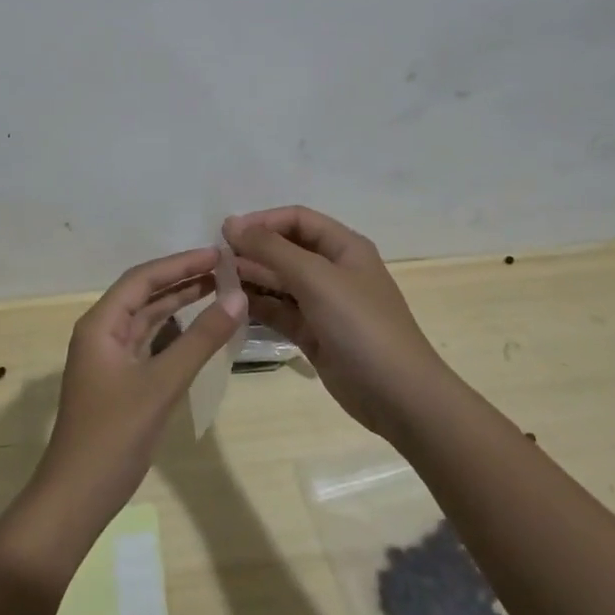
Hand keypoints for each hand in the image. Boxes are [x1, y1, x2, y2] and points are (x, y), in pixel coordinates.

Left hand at [34, 247, 244, 527]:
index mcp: (100, 324)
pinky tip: (199, 329)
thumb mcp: (162, 384)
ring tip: (219, 290)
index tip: (217, 253)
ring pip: (148, 319)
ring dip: (179, 304)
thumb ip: (200, 340)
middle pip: (144, 294)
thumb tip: (237, 298)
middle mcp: (102, 333)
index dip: (180, 263)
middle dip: (182, 279)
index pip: (142, 279)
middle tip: (225, 269)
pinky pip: (149, 343)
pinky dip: (175, 333)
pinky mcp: (120, 380)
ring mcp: (109, 358)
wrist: (78, 494)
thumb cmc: (115, 434)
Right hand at [224, 206, 449, 439]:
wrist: (398, 395)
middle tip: (215, 264)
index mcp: (343, 247)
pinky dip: (258, 307)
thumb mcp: (316, 278)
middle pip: (285, 249)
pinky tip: (232, 307)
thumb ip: (271, 249)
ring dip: (251, 279)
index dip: (262, 221)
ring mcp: (323, 304)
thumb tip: (231, 223)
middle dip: (252, 252)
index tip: (226, 234)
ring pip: (279, 282)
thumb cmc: (360, 325)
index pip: (296, 220)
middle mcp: (333, 270)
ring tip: (218, 284)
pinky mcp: (313, 333)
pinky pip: (279, 311)